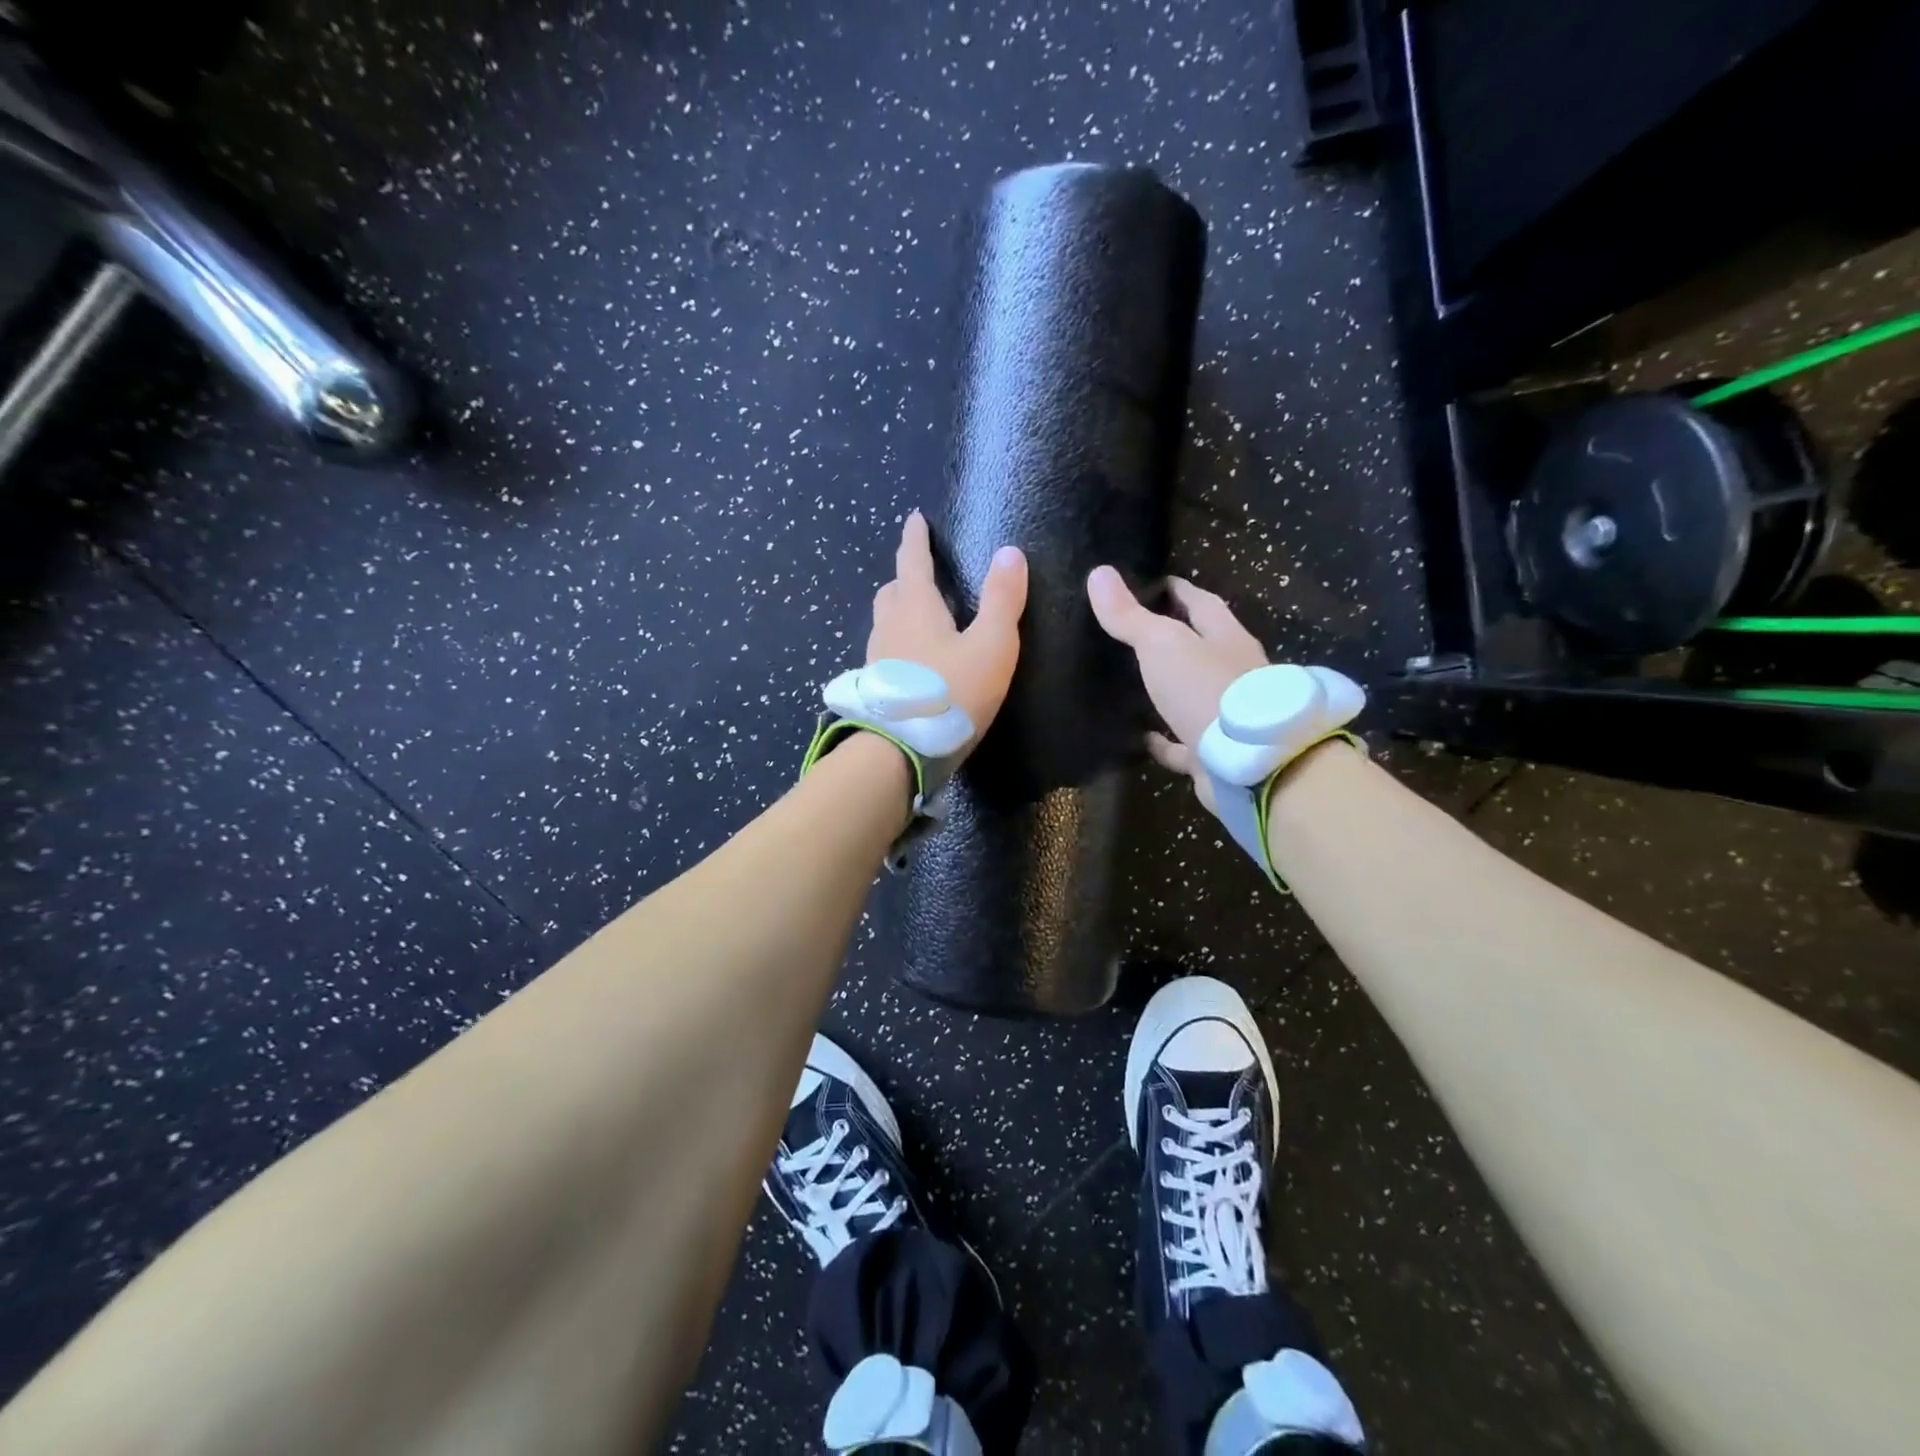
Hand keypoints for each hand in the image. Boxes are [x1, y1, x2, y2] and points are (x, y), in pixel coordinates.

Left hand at [869, 511, 1027, 749]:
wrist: (903, 749)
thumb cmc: (952, 691)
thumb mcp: (991, 645)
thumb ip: (1003, 600)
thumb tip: (1010, 552)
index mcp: (915, 606)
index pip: (912, 560)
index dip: (915, 538)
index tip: (915, 519)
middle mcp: (889, 626)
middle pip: (892, 591)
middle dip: (906, 577)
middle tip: (921, 573)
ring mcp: (878, 658)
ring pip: (886, 622)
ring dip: (900, 610)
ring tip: (920, 617)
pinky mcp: (877, 687)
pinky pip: (887, 651)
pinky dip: (899, 643)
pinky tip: (914, 662)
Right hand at [1086, 565, 1266, 810]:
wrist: (1248, 764)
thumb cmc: (1207, 690)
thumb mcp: (1162, 644)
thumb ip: (1130, 615)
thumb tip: (1098, 571)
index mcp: (1226, 638)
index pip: (1201, 603)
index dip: (1177, 590)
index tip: (1151, 582)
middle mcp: (1232, 673)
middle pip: (1201, 648)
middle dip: (1174, 639)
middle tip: (1134, 631)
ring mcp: (1226, 715)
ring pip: (1192, 695)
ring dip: (1168, 689)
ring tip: (1131, 682)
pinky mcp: (1214, 754)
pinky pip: (1182, 743)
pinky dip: (1162, 740)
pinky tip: (1139, 736)